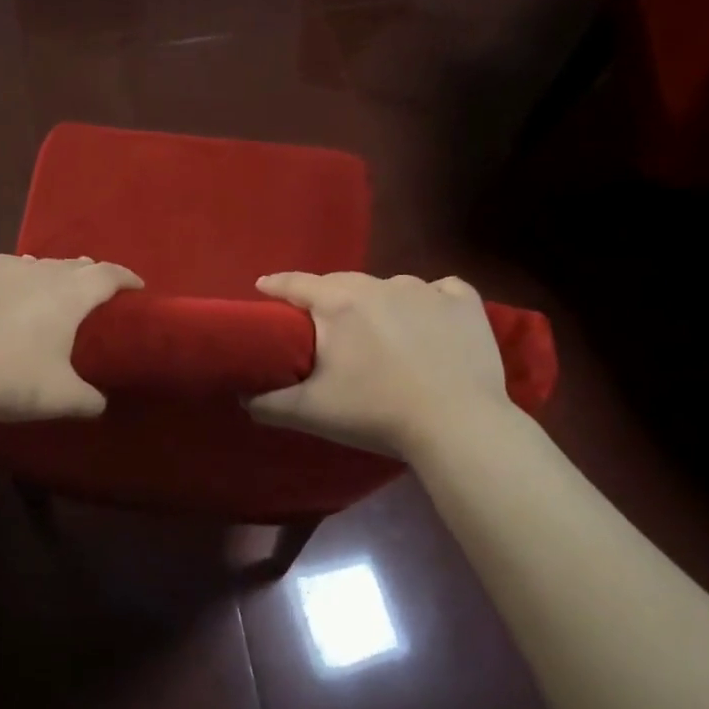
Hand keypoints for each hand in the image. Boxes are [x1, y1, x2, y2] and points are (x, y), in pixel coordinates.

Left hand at [0, 251, 142, 421]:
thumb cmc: (12, 382)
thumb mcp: (61, 398)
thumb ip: (88, 399)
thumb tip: (100, 404)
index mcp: (66, 295)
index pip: (106, 275)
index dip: (125, 278)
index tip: (135, 285)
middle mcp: (32, 270)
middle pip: (66, 265)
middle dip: (82, 274)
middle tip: (88, 287)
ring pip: (22, 262)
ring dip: (35, 271)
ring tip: (37, 283)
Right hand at [246, 271, 511, 456]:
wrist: (458, 425)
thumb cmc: (376, 413)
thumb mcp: (311, 412)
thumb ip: (268, 404)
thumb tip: (243, 399)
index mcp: (338, 303)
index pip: (296, 283)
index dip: (276, 285)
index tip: (263, 286)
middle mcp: (380, 284)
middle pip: (341, 283)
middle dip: (326, 298)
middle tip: (323, 324)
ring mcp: (427, 290)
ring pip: (389, 288)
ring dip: (378, 304)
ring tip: (381, 333)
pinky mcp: (465, 303)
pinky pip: (440, 291)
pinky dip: (430, 302)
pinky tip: (430, 322)